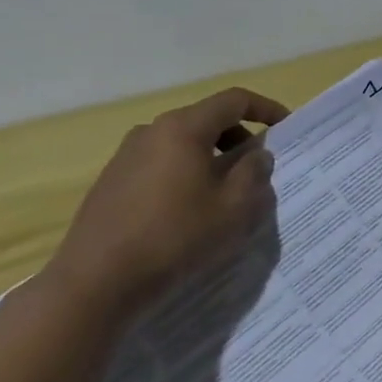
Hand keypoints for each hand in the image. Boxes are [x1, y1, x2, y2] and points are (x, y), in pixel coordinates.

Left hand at [43, 87, 290, 320]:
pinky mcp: (112, 180)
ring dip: (212, 157)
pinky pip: (161, 163)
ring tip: (226, 191)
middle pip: (207, 119)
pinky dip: (186, 172)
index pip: (234, 100)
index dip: (265, 108)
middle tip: (258, 167)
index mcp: (183, 128)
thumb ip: (254, 172)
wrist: (96, 281)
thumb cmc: (176, 236)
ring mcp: (126, 155)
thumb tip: (257, 154)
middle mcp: (152, 131)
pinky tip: (190, 209)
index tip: (285, 127)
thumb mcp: (234, 207)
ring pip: (183, 142)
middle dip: (239, 137)